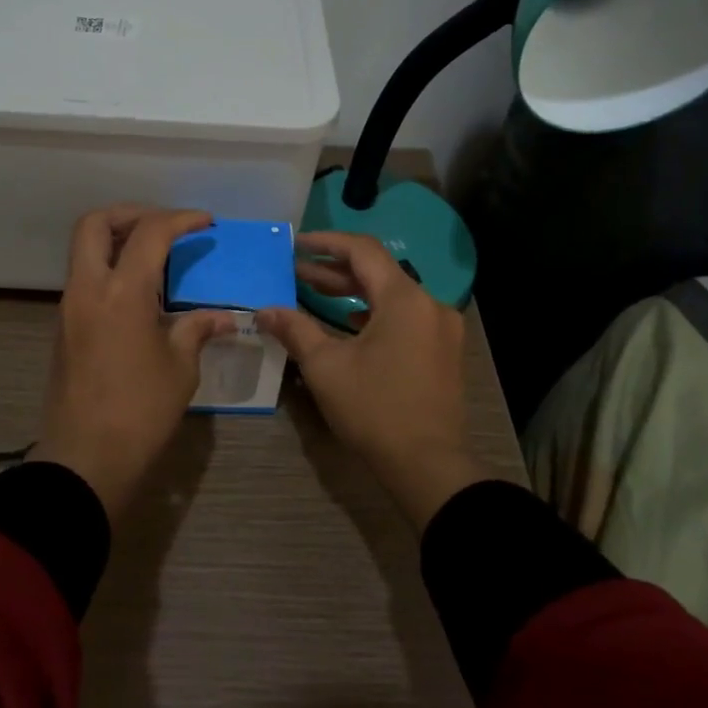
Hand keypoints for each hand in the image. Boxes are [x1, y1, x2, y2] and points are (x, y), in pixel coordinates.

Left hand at [29, 206, 235, 519]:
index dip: (180, 219)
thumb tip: (223, 317)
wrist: (85, 459)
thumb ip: (197, 329)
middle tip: (164, 226)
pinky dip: (109, 268)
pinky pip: (84, 278)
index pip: (149, 233)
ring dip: (117, 240)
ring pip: (84, 250)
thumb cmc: (140, 411)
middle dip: (130, 213)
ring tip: (156, 256)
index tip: (206, 222)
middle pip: (94, 223)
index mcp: (121, 292)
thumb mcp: (180, 368)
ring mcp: (69, 308)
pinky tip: (139, 292)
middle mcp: (87, 289)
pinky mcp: (64, 328)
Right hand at [257, 232, 486, 528]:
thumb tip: (264, 311)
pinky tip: (348, 322)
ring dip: (353, 291)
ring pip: (392, 295)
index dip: (326, 242)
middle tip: (295, 270)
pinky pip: (405, 317)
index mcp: (405, 299)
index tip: (296, 244)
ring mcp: (441, 329)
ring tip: (313, 291)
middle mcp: (429, 304)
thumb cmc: (374, 409)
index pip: (363, 251)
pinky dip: (374, 313)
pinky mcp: (443, 351)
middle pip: (378, 271)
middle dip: (334, 269)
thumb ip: (295, 330)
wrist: (428, 465)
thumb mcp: (326, 367)